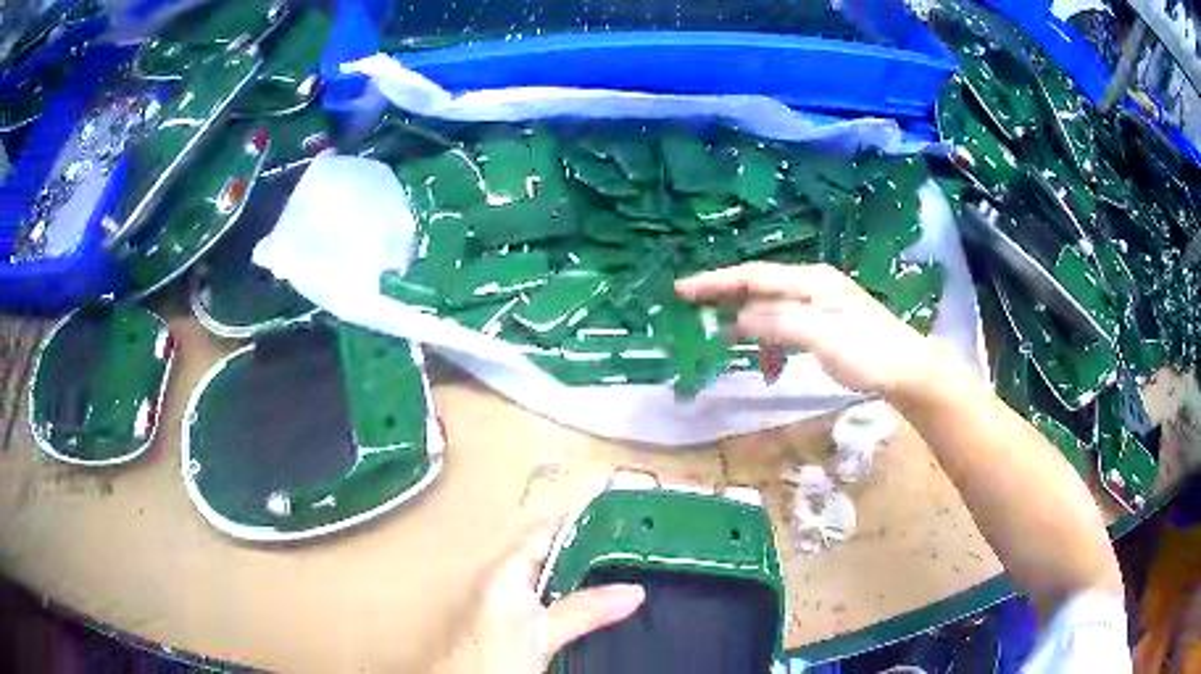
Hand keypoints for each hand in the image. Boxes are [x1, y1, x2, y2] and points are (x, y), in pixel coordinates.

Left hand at [432, 521, 644, 673]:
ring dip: (580, 570)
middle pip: (547, 552)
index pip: (543, 530)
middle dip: (585, 543)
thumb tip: (634, 590)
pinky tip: (591, 605)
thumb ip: (584, 610)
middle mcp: (502, 582)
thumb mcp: (541, 633)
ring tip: (620, 565)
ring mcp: (505, 605)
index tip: (612, 504)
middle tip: (628, 537)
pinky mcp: (510, 627)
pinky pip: (547, 598)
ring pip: (548, 577)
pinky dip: (571, 594)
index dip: (576, 516)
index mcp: (504, 573)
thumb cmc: (493, 658)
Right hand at [676, 262, 941, 396]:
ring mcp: (821, 303)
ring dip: (749, 328)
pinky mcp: (826, 323)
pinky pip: (786, 327)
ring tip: (728, 348)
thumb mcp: (821, 337)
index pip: (754, 276)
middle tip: (692, 311)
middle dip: (725, 299)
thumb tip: (736, 319)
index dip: (716, 282)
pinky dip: (771, 343)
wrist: (908, 369)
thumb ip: (778, 323)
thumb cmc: (868, 352)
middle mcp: (813, 285)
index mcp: (810, 281)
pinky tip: (770, 364)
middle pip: (759, 287)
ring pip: (771, 309)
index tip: (682, 291)